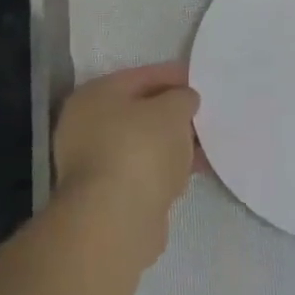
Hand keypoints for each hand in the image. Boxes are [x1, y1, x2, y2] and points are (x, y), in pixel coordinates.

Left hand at [54, 64, 200, 238]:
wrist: (116, 219)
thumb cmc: (140, 150)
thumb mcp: (172, 111)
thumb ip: (182, 98)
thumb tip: (184, 100)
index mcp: (95, 96)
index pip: (140, 76)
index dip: (174, 76)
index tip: (202, 81)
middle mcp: (86, 126)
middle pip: (139, 111)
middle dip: (173, 112)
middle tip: (206, 113)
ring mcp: (95, 162)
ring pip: (143, 144)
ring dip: (173, 143)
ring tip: (207, 143)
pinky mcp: (109, 194)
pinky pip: (145, 170)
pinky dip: (167, 168)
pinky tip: (193, 170)